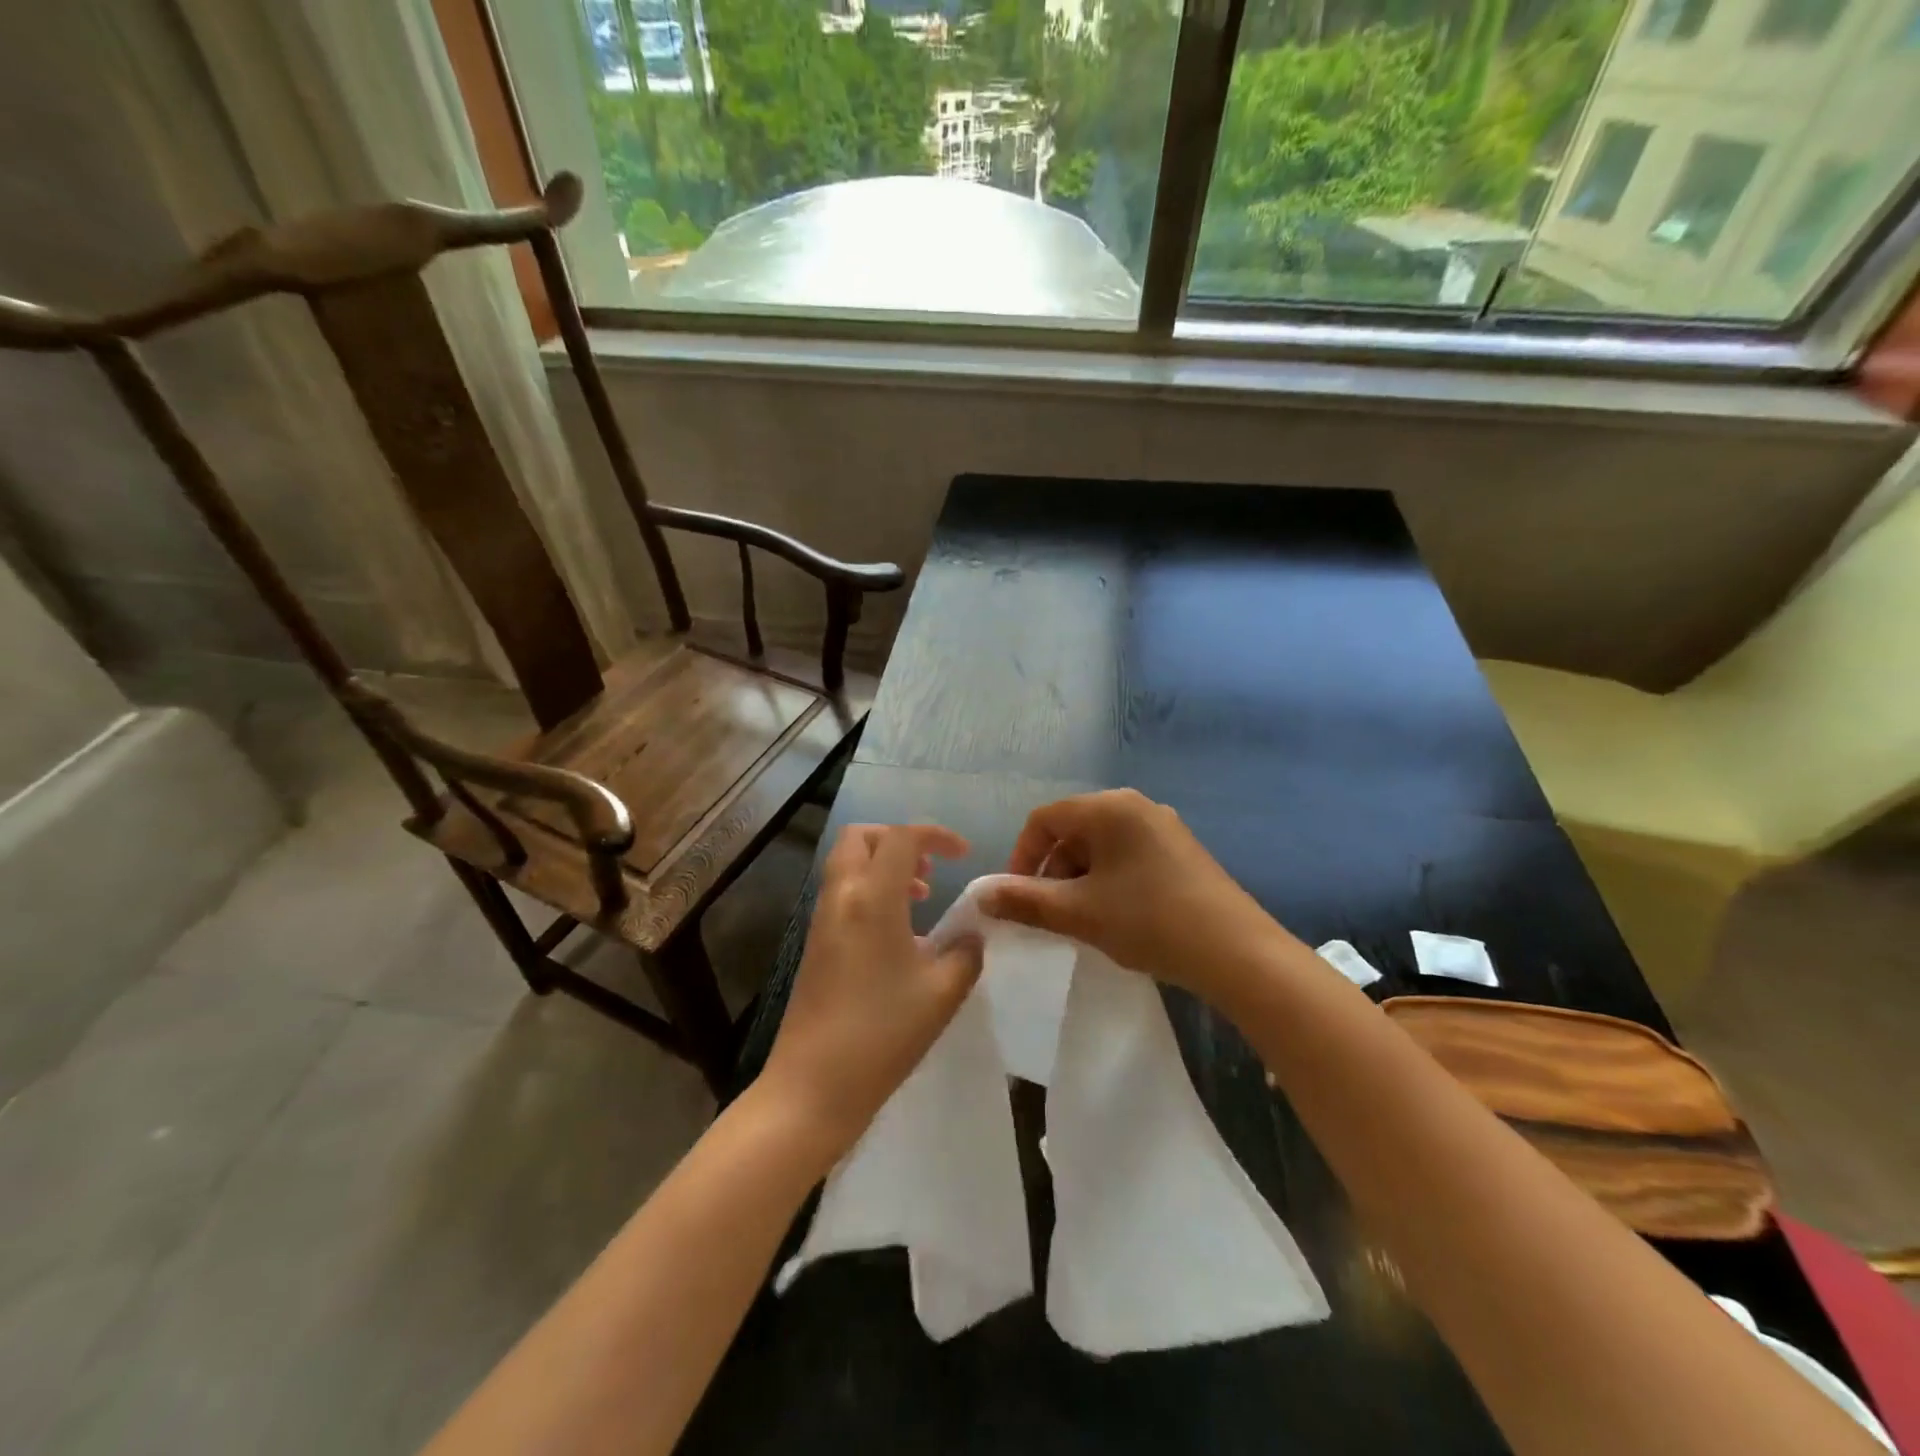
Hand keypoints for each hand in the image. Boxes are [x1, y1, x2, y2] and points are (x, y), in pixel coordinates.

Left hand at [761, 824, 981, 1156]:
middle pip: (860, 838)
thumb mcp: (942, 993)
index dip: (936, 835)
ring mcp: (822, 920)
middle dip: (897, 840)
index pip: (901, 838)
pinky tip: (898, 934)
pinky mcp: (815, 944)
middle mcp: (841, 897)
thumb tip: (971, 935)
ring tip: (921, 898)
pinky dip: (870, 891)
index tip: (964, 855)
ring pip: (848, 864)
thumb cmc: (882, 1034)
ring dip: (883, 866)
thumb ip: (965, 953)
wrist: (813, 1085)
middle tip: (930, 869)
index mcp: (872, 898)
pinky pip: (843, 893)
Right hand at [981, 789, 1293, 1007]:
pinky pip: (1127, 855)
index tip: (1017, 897)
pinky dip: (1108, 880)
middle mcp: (1136, 805)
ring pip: (1100, 846)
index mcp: (1109, 808)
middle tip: (1050, 914)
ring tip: (1084, 920)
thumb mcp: (1078, 913)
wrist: (1237, 952)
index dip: (1021, 856)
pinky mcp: (1180, 850)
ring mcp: (1162, 826)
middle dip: (1052, 870)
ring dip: (1079, 879)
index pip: (1044, 819)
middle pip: (1073, 830)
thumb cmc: (1149, 921)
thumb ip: (1025, 901)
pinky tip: (1116, 916)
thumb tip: (981, 895)